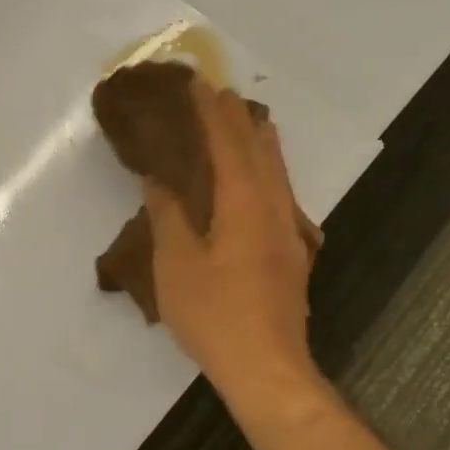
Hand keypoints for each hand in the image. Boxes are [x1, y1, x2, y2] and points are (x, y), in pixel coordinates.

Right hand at [145, 80, 323, 409]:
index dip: (211, 114)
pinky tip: (258, 180)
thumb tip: (159, 179)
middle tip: (220, 94)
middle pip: (260, 151)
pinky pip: (279, 194)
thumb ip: (168, 216)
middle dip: (238, 119)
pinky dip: (265, 171)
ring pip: (276, 173)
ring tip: (245, 121)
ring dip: (258, 142)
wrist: (266, 366)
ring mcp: (287, 232)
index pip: (228, 145)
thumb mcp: (175, 265)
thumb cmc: (214, 314)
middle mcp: (273, 209)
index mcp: (243, 205)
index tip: (198, 84)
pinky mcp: (290, 254)